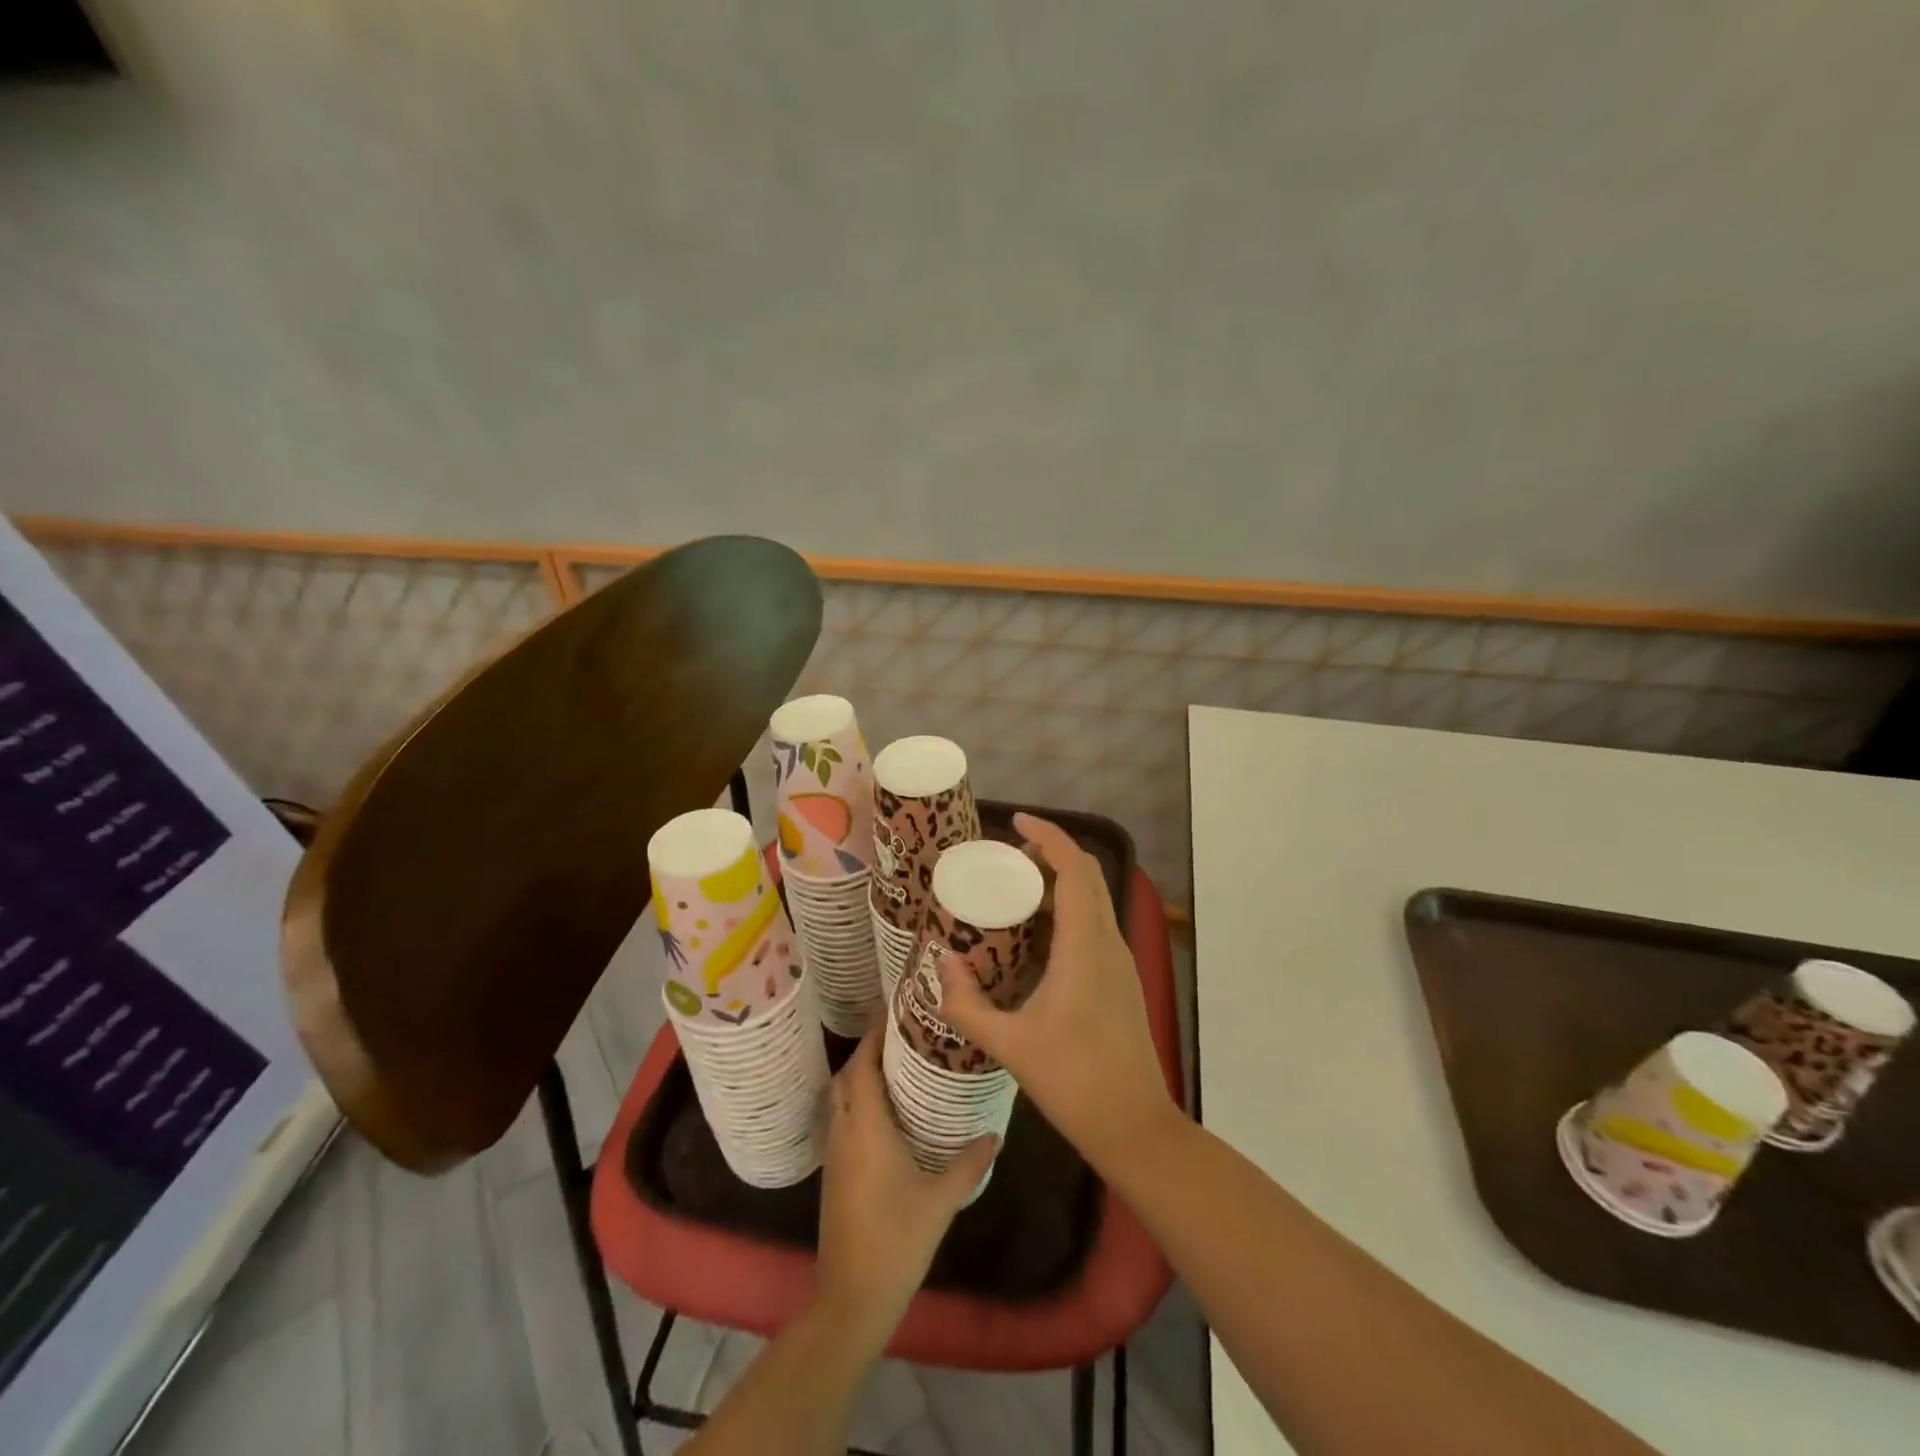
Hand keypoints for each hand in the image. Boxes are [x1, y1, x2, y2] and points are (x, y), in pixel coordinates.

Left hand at [815, 1028, 995, 1337]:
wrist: (851, 1297)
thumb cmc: (896, 1239)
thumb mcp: (941, 1199)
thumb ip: (969, 1162)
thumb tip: (995, 1133)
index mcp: (865, 1126)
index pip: (862, 1065)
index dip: (874, 1035)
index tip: (896, 1012)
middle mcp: (844, 1131)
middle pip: (847, 1076)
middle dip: (869, 1051)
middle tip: (904, 1036)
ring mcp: (835, 1153)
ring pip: (841, 1098)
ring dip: (862, 1077)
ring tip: (899, 1066)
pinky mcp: (834, 1173)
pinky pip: (843, 1120)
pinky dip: (859, 1103)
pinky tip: (888, 1114)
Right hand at [936, 813, 1178, 1176]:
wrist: (1135, 1126)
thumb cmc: (1074, 1081)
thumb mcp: (1010, 1044)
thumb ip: (967, 1004)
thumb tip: (939, 966)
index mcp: (1086, 945)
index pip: (1075, 868)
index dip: (1049, 835)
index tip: (1016, 821)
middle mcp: (1109, 943)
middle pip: (1087, 876)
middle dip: (1050, 855)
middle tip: (1007, 858)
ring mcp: (1120, 961)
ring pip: (1093, 900)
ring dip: (1059, 884)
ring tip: (1014, 893)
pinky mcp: (1120, 980)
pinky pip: (1094, 926)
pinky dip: (1066, 913)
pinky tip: (1035, 939)